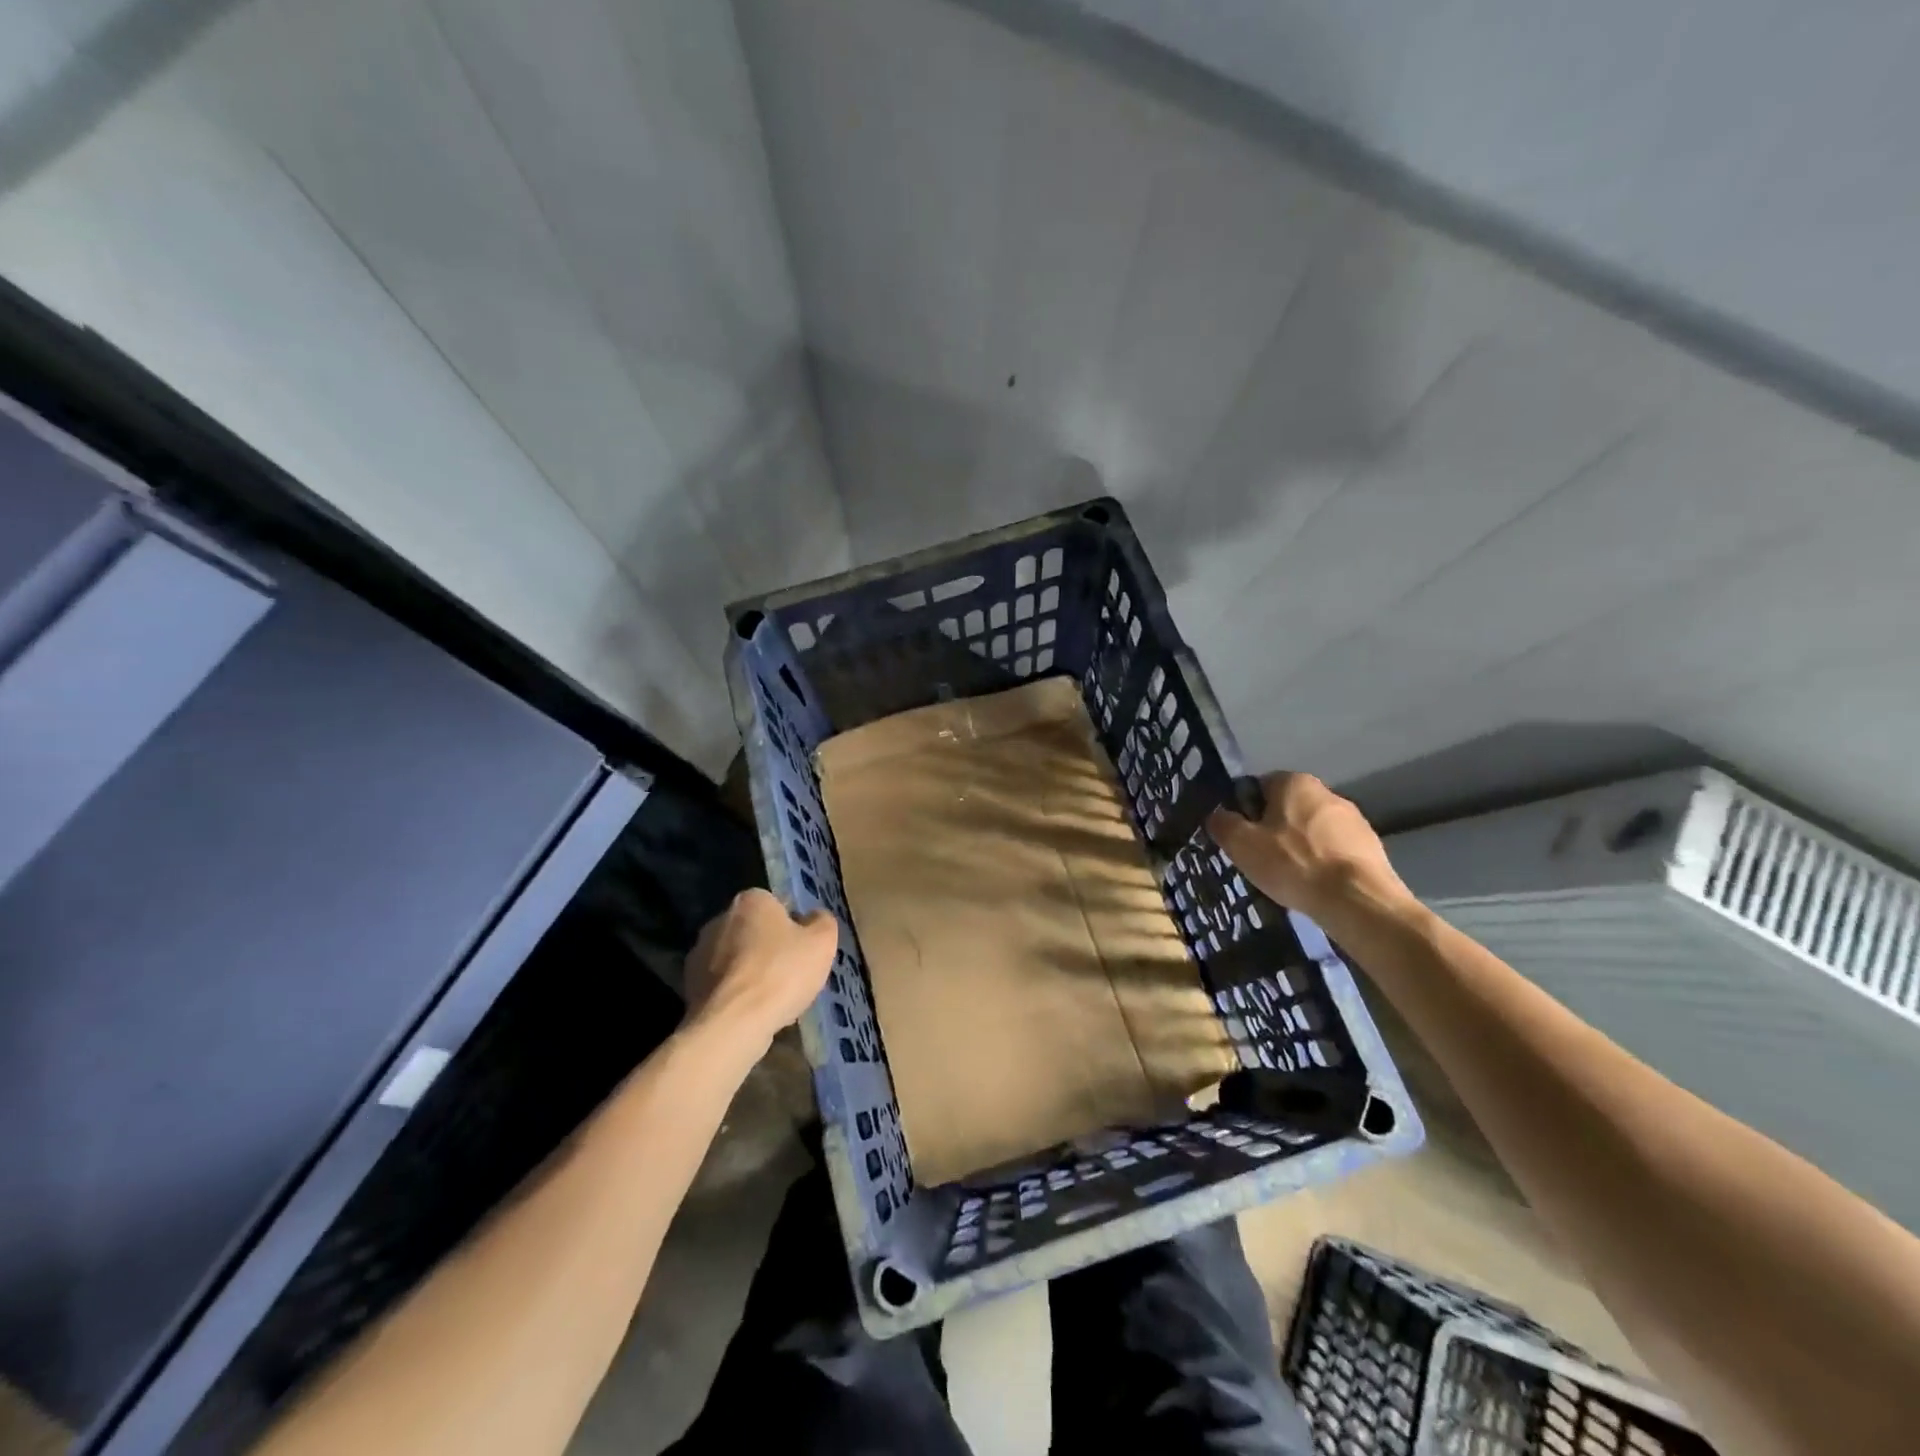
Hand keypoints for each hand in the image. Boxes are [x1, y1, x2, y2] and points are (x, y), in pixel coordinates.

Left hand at [683, 889, 837, 1051]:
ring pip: (738, 960)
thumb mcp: (822, 941)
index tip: (804, 950)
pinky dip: (738, 995)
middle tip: (792, 974)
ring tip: (774, 1000)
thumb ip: (822, 921)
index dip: (794, 927)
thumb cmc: (781, 973)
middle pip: (755, 931)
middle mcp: (719, 919)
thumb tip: (813, 918)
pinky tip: (753, 1014)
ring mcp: (700, 953)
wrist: (732, 1024)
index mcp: (751, 900)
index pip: (777, 905)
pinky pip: (724, 985)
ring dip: (753, 973)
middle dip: (771, 949)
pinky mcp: (689, 986)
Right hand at [1206, 773, 1414, 929]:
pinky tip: (1316, 885)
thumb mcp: (1241, 844)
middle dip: (1274, 829)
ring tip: (1290, 877)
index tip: (1241, 838)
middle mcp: (1327, 792)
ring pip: (1313, 830)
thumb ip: (1223, 823)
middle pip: (1287, 808)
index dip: (1245, 811)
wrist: (1357, 900)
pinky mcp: (1372, 846)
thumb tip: (1217, 815)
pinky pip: (1335, 850)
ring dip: (1300, 847)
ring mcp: (1354, 820)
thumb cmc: (1293, 863)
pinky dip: (1323, 863)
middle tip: (1261, 859)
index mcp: (1294, 782)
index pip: (1259, 787)